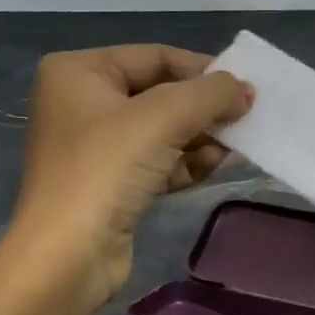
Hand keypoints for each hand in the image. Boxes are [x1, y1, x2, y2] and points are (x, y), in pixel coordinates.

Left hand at [7, 45, 252, 307]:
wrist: (67, 257)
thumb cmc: (107, 169)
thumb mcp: (164, 117)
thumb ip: (211, 94)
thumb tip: (246, 89)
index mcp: (79, 72)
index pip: (155, 57)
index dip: (203, 69)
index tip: (245, 87)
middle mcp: (82, 102)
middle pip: (161, 94)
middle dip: (203, 109)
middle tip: (245, 118)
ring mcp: (95, 146)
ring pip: (163, 130)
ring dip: (201, 138)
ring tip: (233, 147)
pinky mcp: (110, 184)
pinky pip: (158, 161)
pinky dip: (186, 162)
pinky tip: (212, 166)